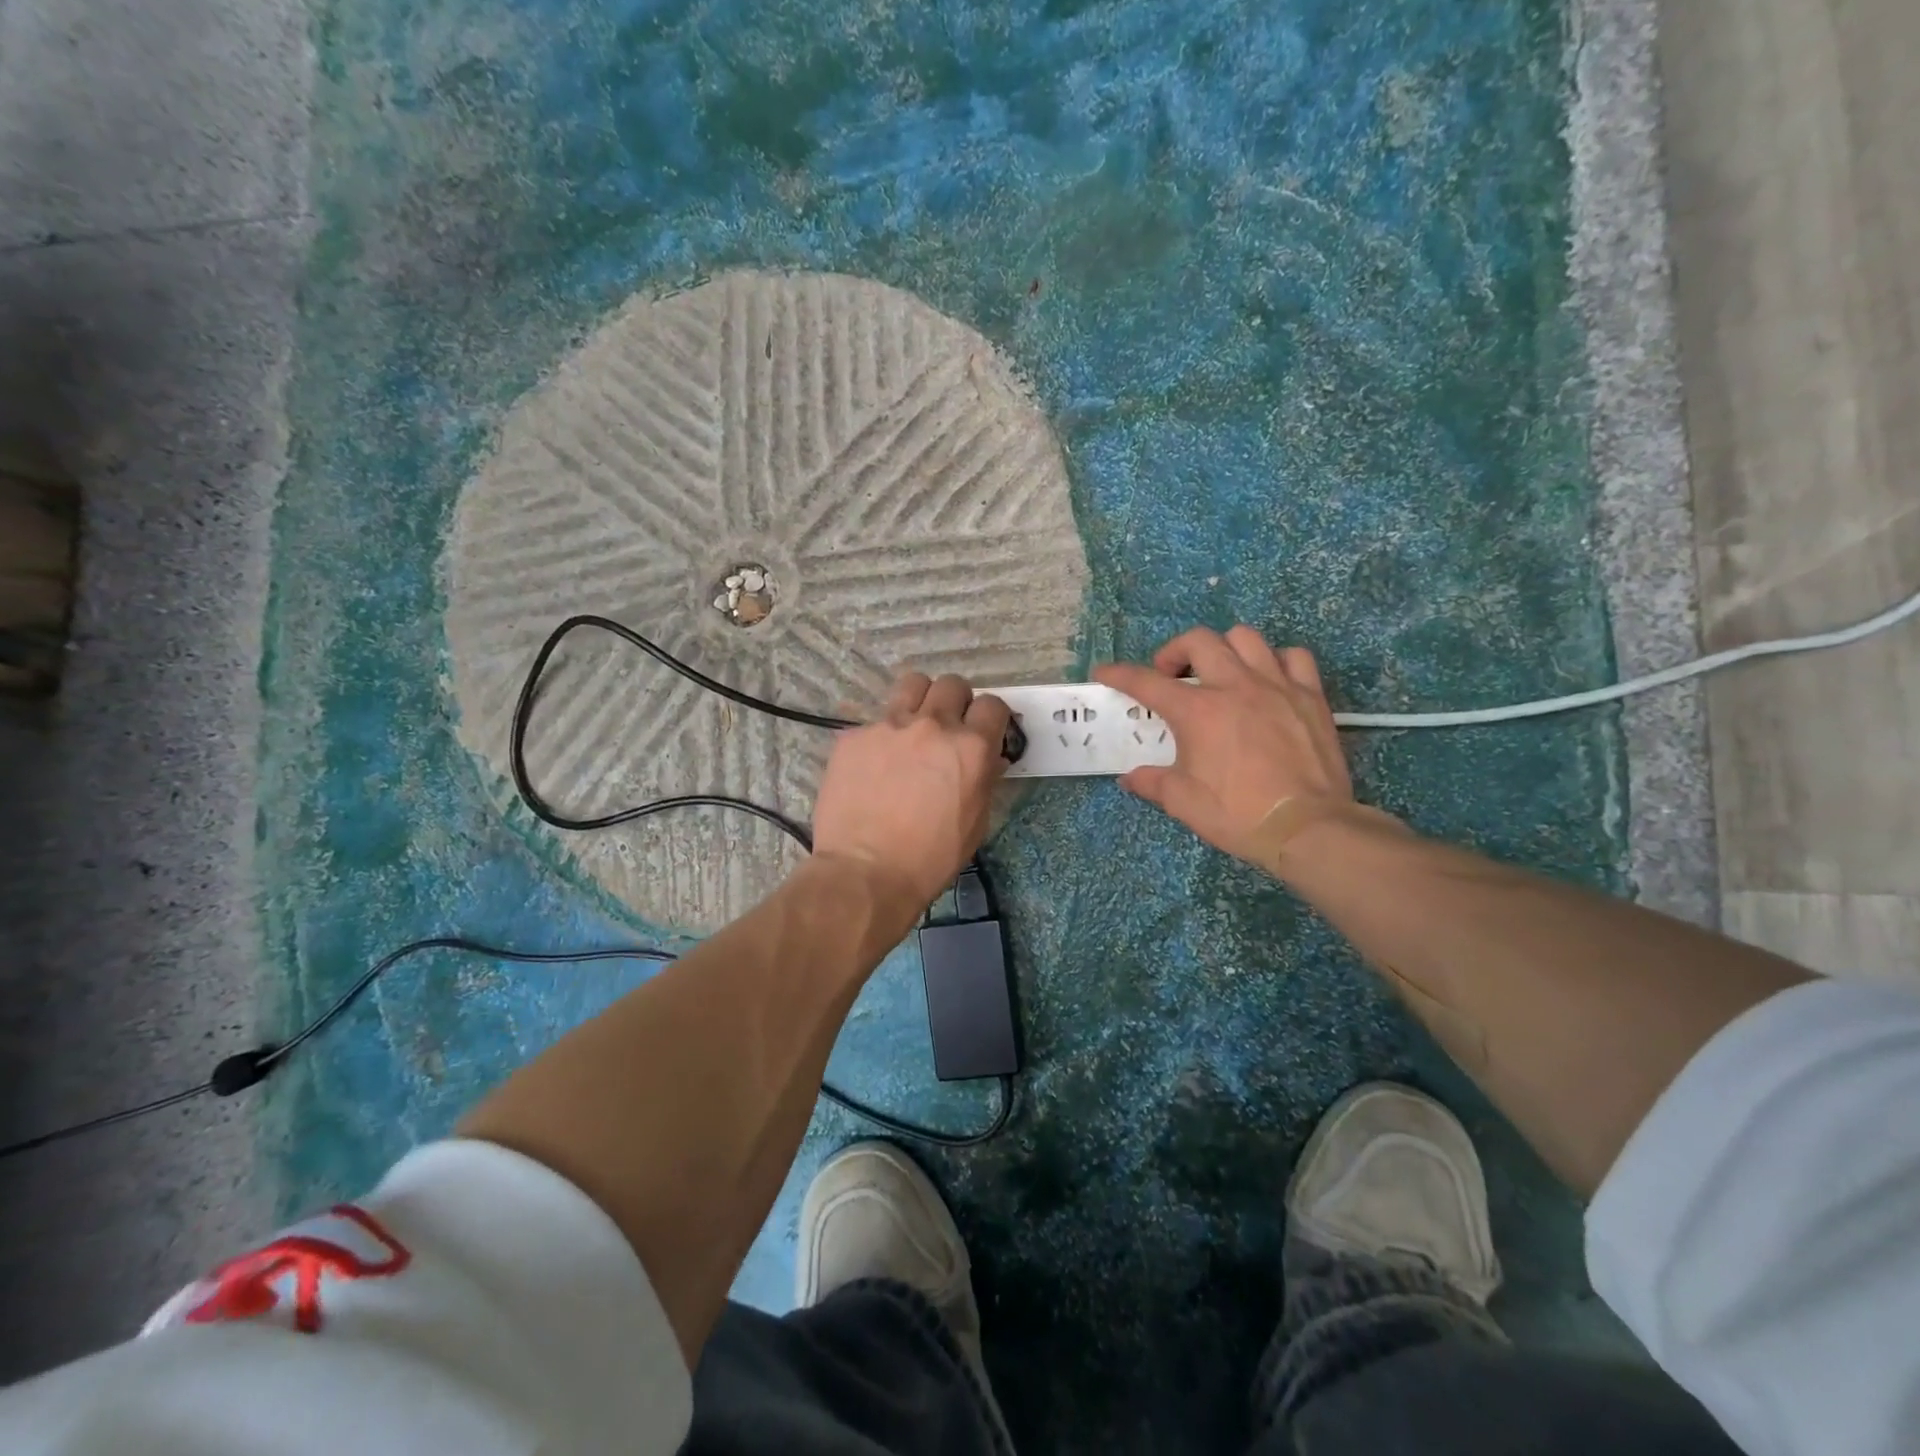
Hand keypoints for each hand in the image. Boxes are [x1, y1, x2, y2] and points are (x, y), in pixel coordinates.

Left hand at [811, 672, 1012, 909]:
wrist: (866, 872)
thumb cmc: (931, 857)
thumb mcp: (976, 822)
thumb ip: (985, 778)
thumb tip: (989, 758)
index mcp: (971, 747)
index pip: (993, 705)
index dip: (991, 718)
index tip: (983, 732)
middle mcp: (932, 726)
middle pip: (953, 684)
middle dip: (956, 702)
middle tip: (947, 729)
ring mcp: (889, 726)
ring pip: (912, 684)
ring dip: (920, 700)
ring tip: (912, 727)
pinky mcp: (854, 736)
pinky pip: (874, 722)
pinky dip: (881, 737)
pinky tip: (873, 766)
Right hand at [1093, 626, 1351, 864]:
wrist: (1306, 827)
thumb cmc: (1237, 814)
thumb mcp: (1182, 802)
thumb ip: (1152, 782)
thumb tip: (1130, 778)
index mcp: (1197, 711)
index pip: (1146, 682)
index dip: (1119, 674)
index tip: (1105, 673)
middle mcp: (1234, 686)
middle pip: (1198, 641)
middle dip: (1174, 652)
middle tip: (1170, 676)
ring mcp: (1276, 686)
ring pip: (1245, 638)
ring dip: (1224, 649)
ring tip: (1220, 672)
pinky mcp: (1310, 696)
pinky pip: (1293, 657)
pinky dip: (1275, 661)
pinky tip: (1268, 680)